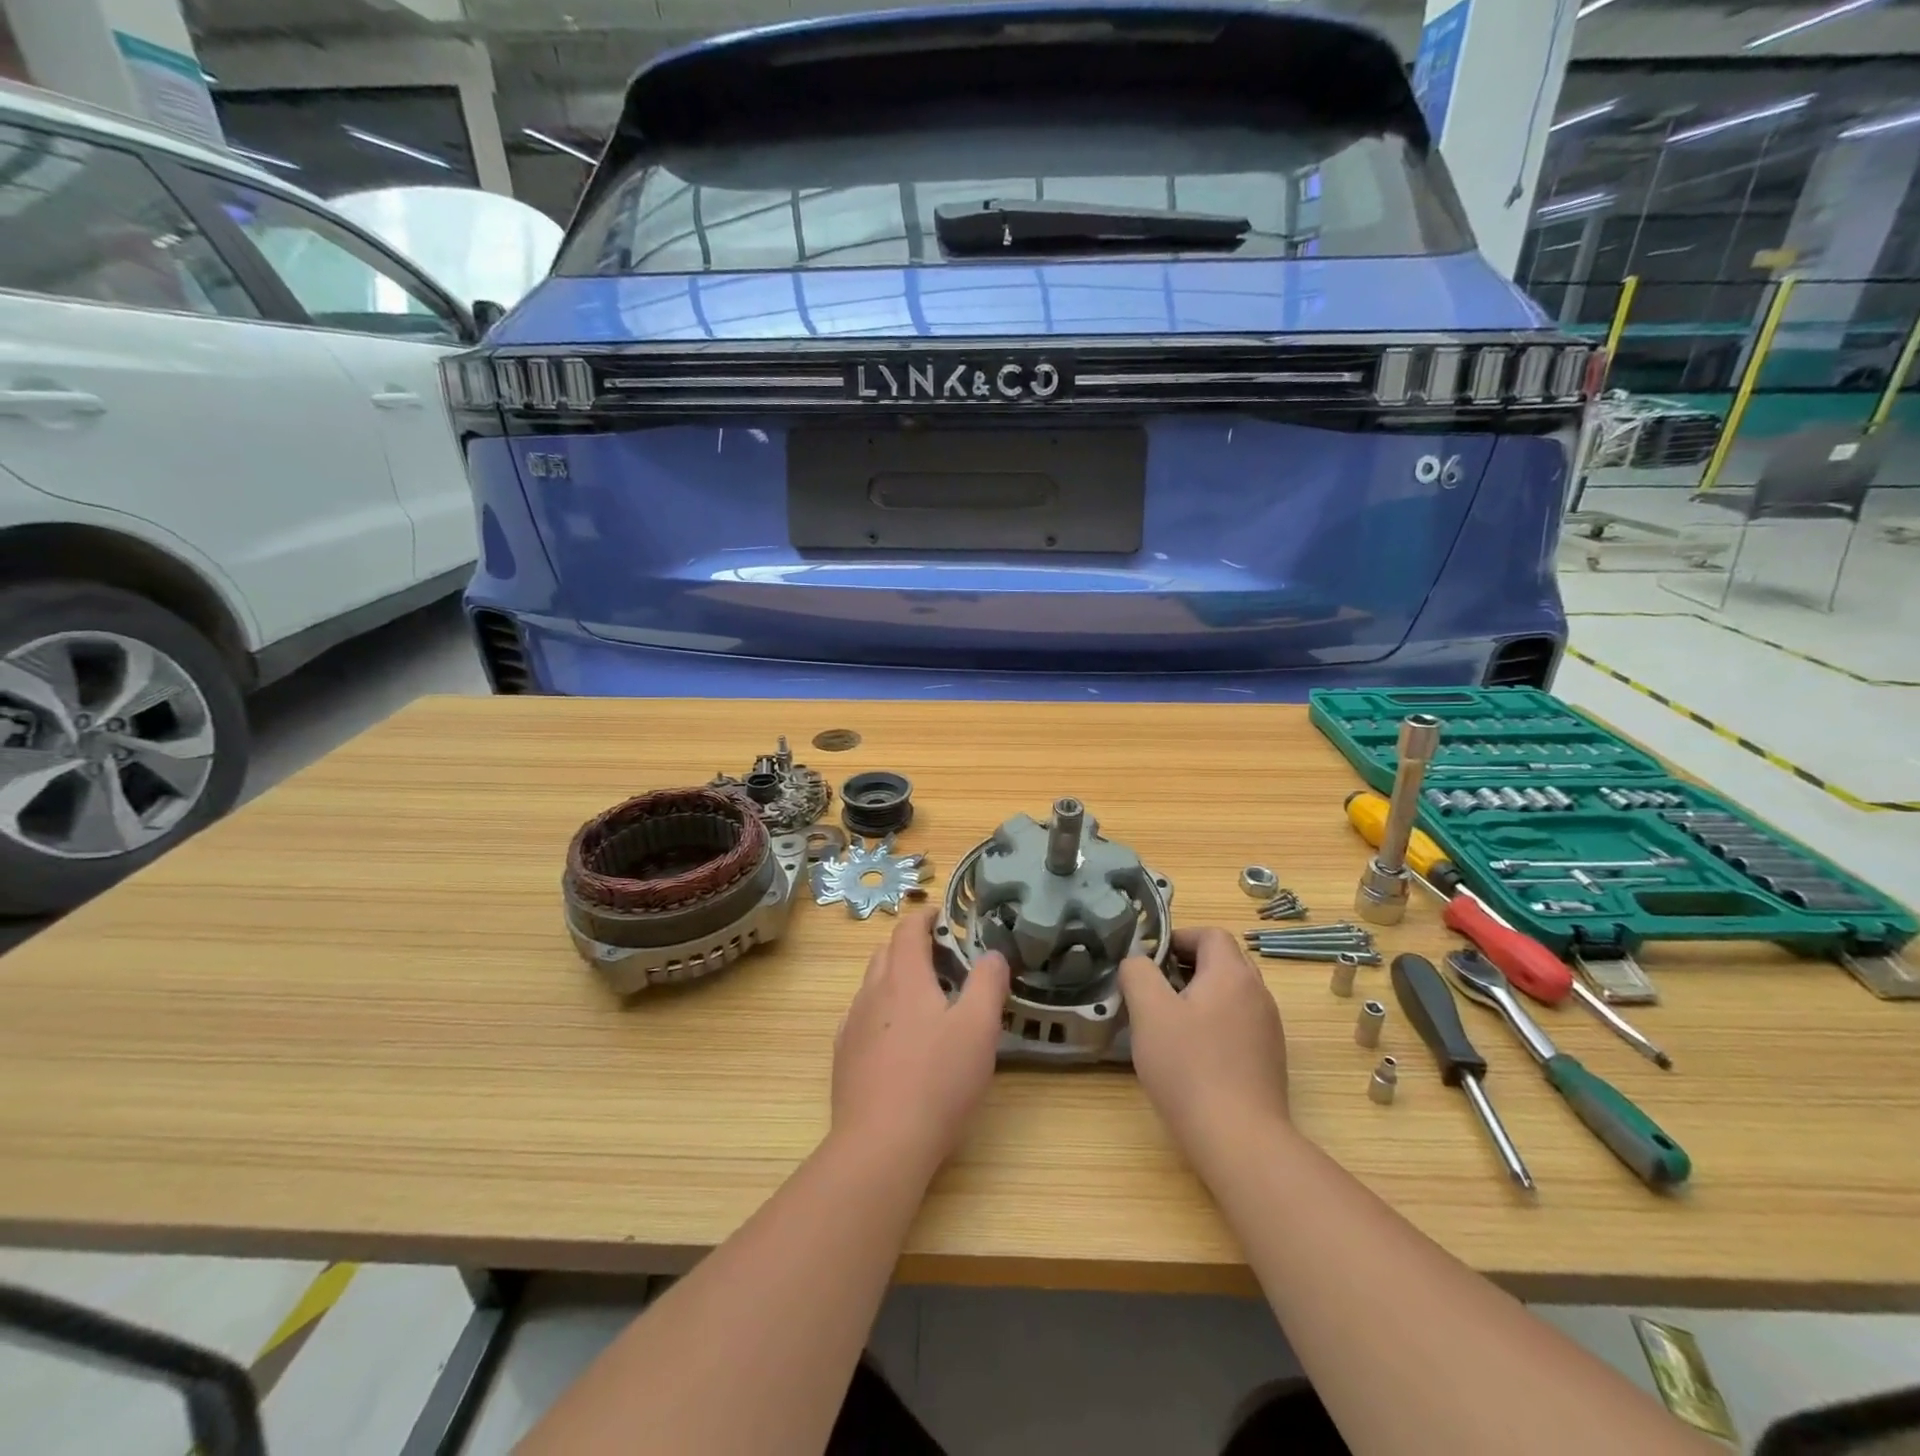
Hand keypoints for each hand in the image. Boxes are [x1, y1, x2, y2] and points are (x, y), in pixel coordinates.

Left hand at [832, 909, 1009, 1177]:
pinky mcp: (843, 1057)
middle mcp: (872, 992)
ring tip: (924, 1000)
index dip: (925, 916)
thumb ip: (988, 983)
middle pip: (887, 953)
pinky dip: (881, 1011)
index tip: (942, 916)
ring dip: (895, 979)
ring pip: (872, 985)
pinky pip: (861, 1018)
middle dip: (911, 946)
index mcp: (904, 977)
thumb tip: (993, 954)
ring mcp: (852, 1025)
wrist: (881, 1145)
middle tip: (942, 960)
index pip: (908, 929)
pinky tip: (897, 1038)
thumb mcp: (979, 1029)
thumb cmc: (937, 1080)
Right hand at [1119, 927, 1290, 1161]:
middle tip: (1155, 987)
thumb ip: (1138, 973)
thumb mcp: (1149, 1012)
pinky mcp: (1269, 1059)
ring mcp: (1268, 1029)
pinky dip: (1215, 1023)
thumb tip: (1138, 962)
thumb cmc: (1189, 1067)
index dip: (1179, 938)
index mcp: (1232, 974)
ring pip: (1231, 994)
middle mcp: (1258, 994)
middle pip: (1224, 961)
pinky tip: (1192, 1052)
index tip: (1150, 960)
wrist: (1239, 1139)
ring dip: (1201, 995)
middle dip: (1188, 966)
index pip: (1211, 934)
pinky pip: (1239, 1023)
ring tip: (1169, 1020)